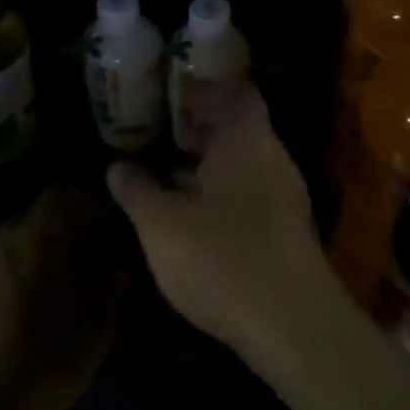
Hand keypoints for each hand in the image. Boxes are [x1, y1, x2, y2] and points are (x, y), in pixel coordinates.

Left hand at [0, 188, 125, 409]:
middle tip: (91, 252)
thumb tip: (116, 264)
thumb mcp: (96, 331)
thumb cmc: (40, 362)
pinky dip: (17, 266)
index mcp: (42, 234)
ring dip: (41, 245)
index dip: (97, 205)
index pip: (73, 194)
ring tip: (59, 279)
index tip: (114, 228)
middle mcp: (7, 234)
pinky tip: (25, 301)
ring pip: (18, 234)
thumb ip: (114, 286)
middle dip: (69, 223)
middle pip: (43, 210)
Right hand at [106, 85, 338, 363]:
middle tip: (161, 125)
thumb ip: (137, 189)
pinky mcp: (287, 229)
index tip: (172, 87)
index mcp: (245, 138)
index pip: (234, 90)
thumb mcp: (161, 223)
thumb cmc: (221, 256)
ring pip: (243, 161)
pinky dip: (222, 190)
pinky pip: (250, 192)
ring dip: (209, 161)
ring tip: (168, 166)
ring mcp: (285, 194)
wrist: (292, 324)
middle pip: (239, 125)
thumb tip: (116, 165)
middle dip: (200, 125)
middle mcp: (271, 156)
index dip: (204, 85)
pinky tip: (194, 212)